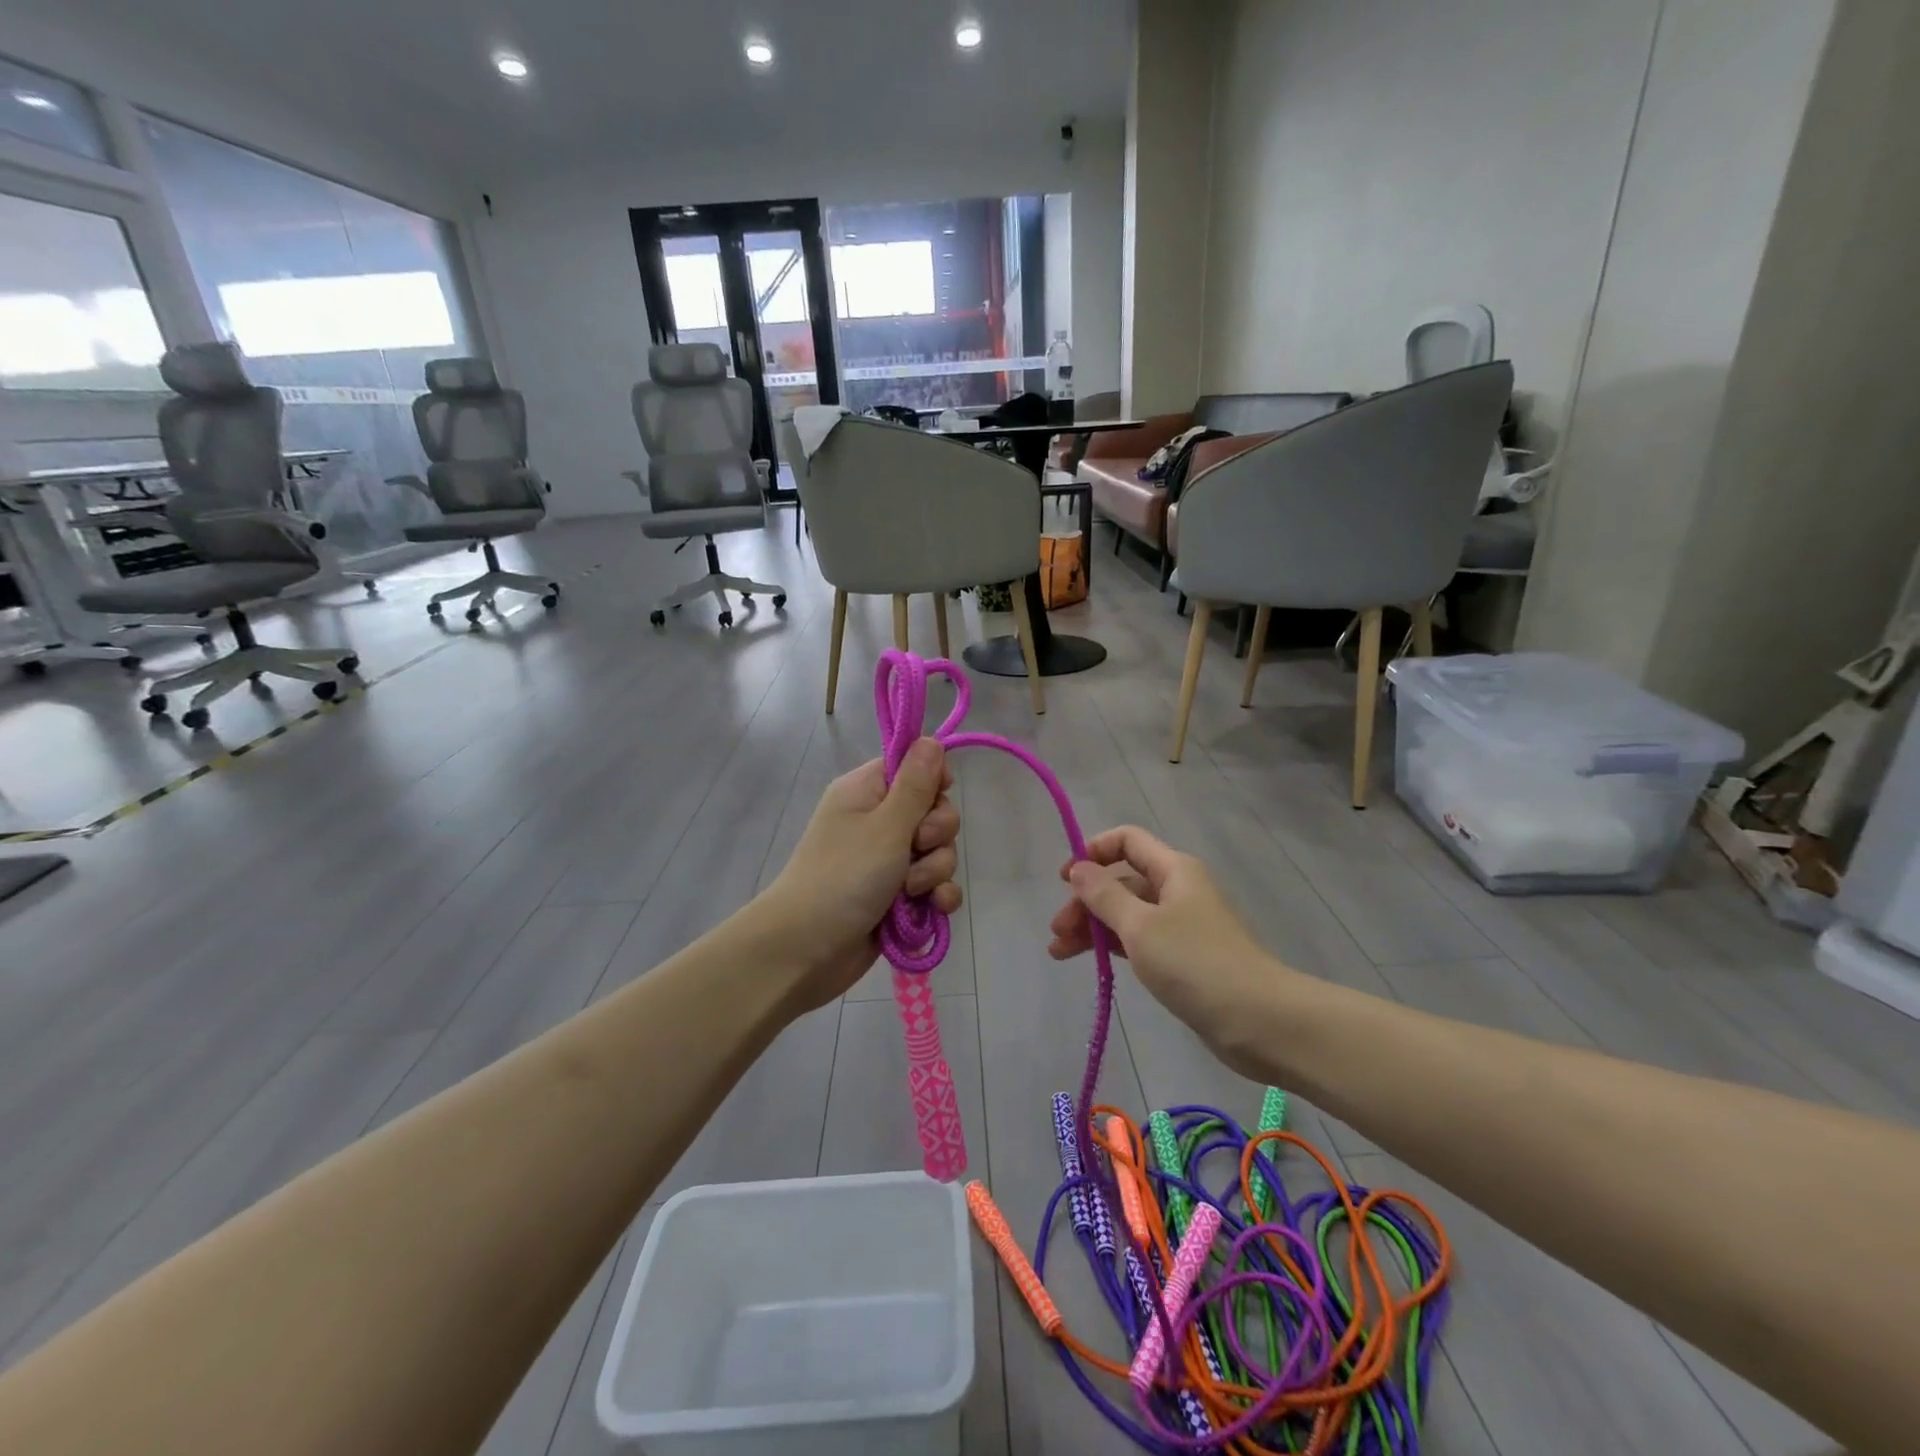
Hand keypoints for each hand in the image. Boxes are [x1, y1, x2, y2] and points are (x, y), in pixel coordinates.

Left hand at [761, 739, 960, 1009]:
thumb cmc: (843, 876)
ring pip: (938, 853)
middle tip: (916, 848)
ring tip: (910, 891)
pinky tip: (932, 910)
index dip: (933, 782)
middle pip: (935, 812)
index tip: (933, 798)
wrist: (807, 950)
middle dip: (937, 835)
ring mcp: (889, 861)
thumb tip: (931, 739)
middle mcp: (878, 821)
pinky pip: (934, 886)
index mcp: (867, 792)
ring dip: (935, 872)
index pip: (914, 767)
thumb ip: (916, 785)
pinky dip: (937, 897)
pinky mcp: (898, 897)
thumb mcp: (886, 825)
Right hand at [1049, 825, 1283, 1067]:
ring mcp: (1182, 925)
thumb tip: (1079, 868)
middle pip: (1122, 880)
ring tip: (1060, 953)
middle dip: (1086, 900)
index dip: (1093, 852)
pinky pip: (1140, 940)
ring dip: (1093, 927)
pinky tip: (1092, 962)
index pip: (1127, 841)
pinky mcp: (1184, 958)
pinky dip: (1113, 946)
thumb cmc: (1195, 963)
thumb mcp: (1140, 926)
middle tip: (1058, 931)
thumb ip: (1104, 895)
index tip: (1065, 879)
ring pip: (1128, 914)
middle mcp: (1178, 890)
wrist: (1259, 1021)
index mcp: (1174, 870)